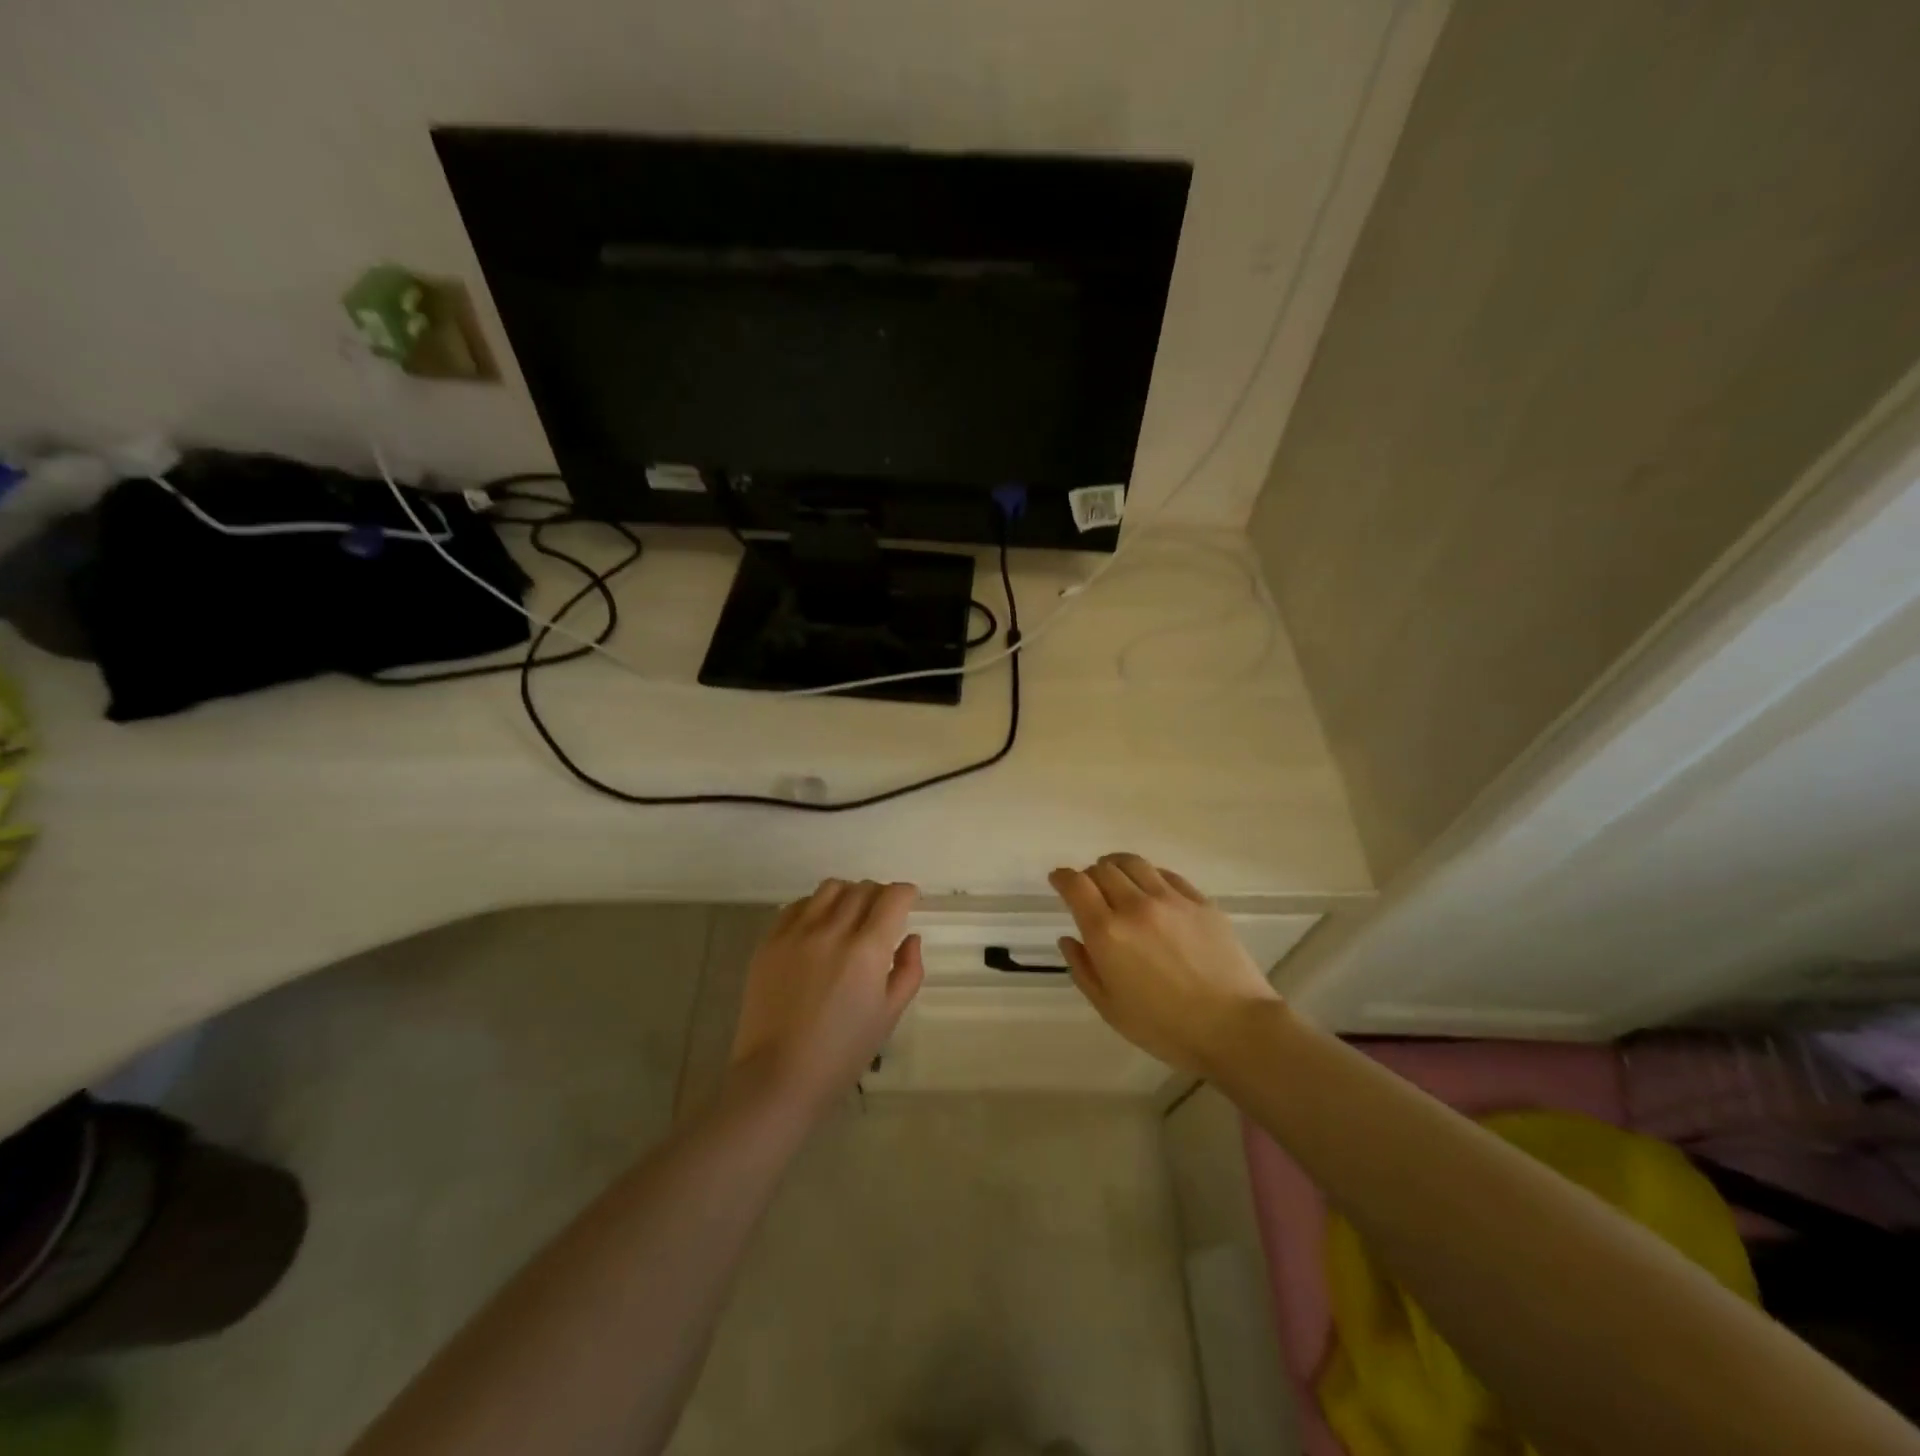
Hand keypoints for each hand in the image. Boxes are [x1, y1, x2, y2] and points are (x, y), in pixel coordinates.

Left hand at [730, 879, 924, 1112]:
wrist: (779, 1076)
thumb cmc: (843, 1053)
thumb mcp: (889, 1014)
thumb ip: (908, 970)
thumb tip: (910, 937)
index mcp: (867, 950)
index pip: (893, 897)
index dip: (906, 893)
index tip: (909, 901)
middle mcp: (832, 931)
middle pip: (863, 888)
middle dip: (880, 895)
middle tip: (882, 914)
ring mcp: (796, 933)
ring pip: (830, 888)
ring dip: (848, 894)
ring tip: (849, 916)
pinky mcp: (770, 941)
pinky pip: (798, 906)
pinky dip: (816, 907)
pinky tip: (818, 928)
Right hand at [1049, 853, 1279, 1075]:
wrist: (1234, 1028)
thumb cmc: (1165, 1028)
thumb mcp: (1110, 1008)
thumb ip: (1083, 969)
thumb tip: (1069, 940)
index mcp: (1107, 932)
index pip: (1075, 885)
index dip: (1062, 877)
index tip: (1058, 880)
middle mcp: (1135, 906)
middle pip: (1103, 869)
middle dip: (1089, 875)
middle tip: (1090, 890)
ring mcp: (1171, 899)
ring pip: (1134, 863)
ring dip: (1117, 867)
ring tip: (1118, 879)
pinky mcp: (1200, 901)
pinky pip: (1166, 874)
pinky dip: (1149, 876)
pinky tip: (1152, 890)